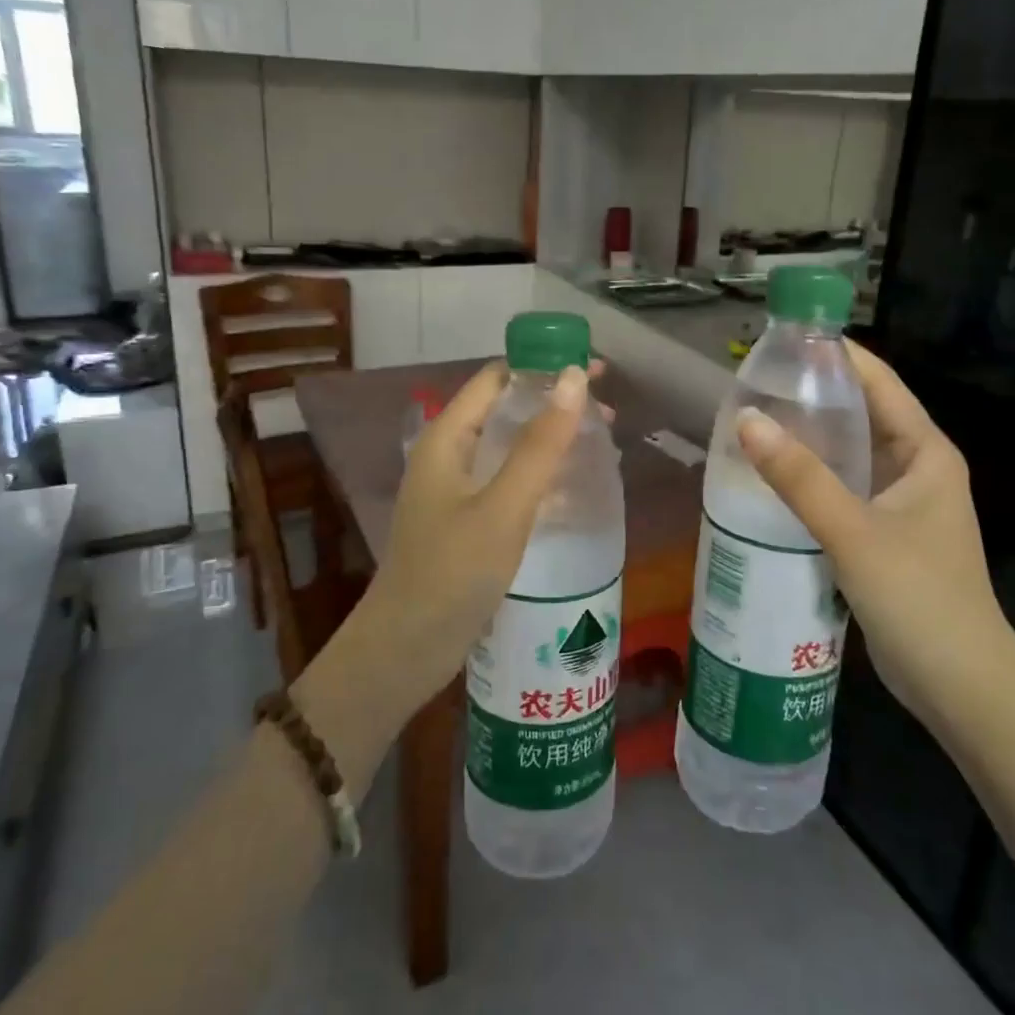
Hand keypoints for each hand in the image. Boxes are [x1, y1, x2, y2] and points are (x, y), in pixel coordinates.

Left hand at [354, 361, 593, 716]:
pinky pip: (508, 479)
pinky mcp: (466, 519)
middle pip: (506, 409)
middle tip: (608, 413)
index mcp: (447, 437)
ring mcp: (456, 488)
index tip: (594, 371)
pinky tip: (573, 487)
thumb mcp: (503, 506)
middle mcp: (449, 453)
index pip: (497, 378)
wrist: (405, 649)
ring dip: (552, 438)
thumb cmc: (452, 572)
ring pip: (510, 445)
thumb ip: (540, 444)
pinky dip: (541, 473)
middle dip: (554, 403)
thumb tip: (572, 378)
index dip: (543, 366)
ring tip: (600, 445)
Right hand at [735, 342, 1014, 725]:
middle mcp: (917, 468)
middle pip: (861, 414)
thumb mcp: (854, 533)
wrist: (962, 688)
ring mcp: (901, 503)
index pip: (878, 382)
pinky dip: (811, 478)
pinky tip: (771, 479)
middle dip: (812, 396)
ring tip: (752, 422)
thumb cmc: (920, 599)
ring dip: (809, 438)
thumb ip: (800, 477)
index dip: (835, 355)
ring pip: (849, 454)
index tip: (782, 340)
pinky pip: (843, 489)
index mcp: (926, 452)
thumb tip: (745, 419)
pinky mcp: (884, 534)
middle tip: (753, 383)